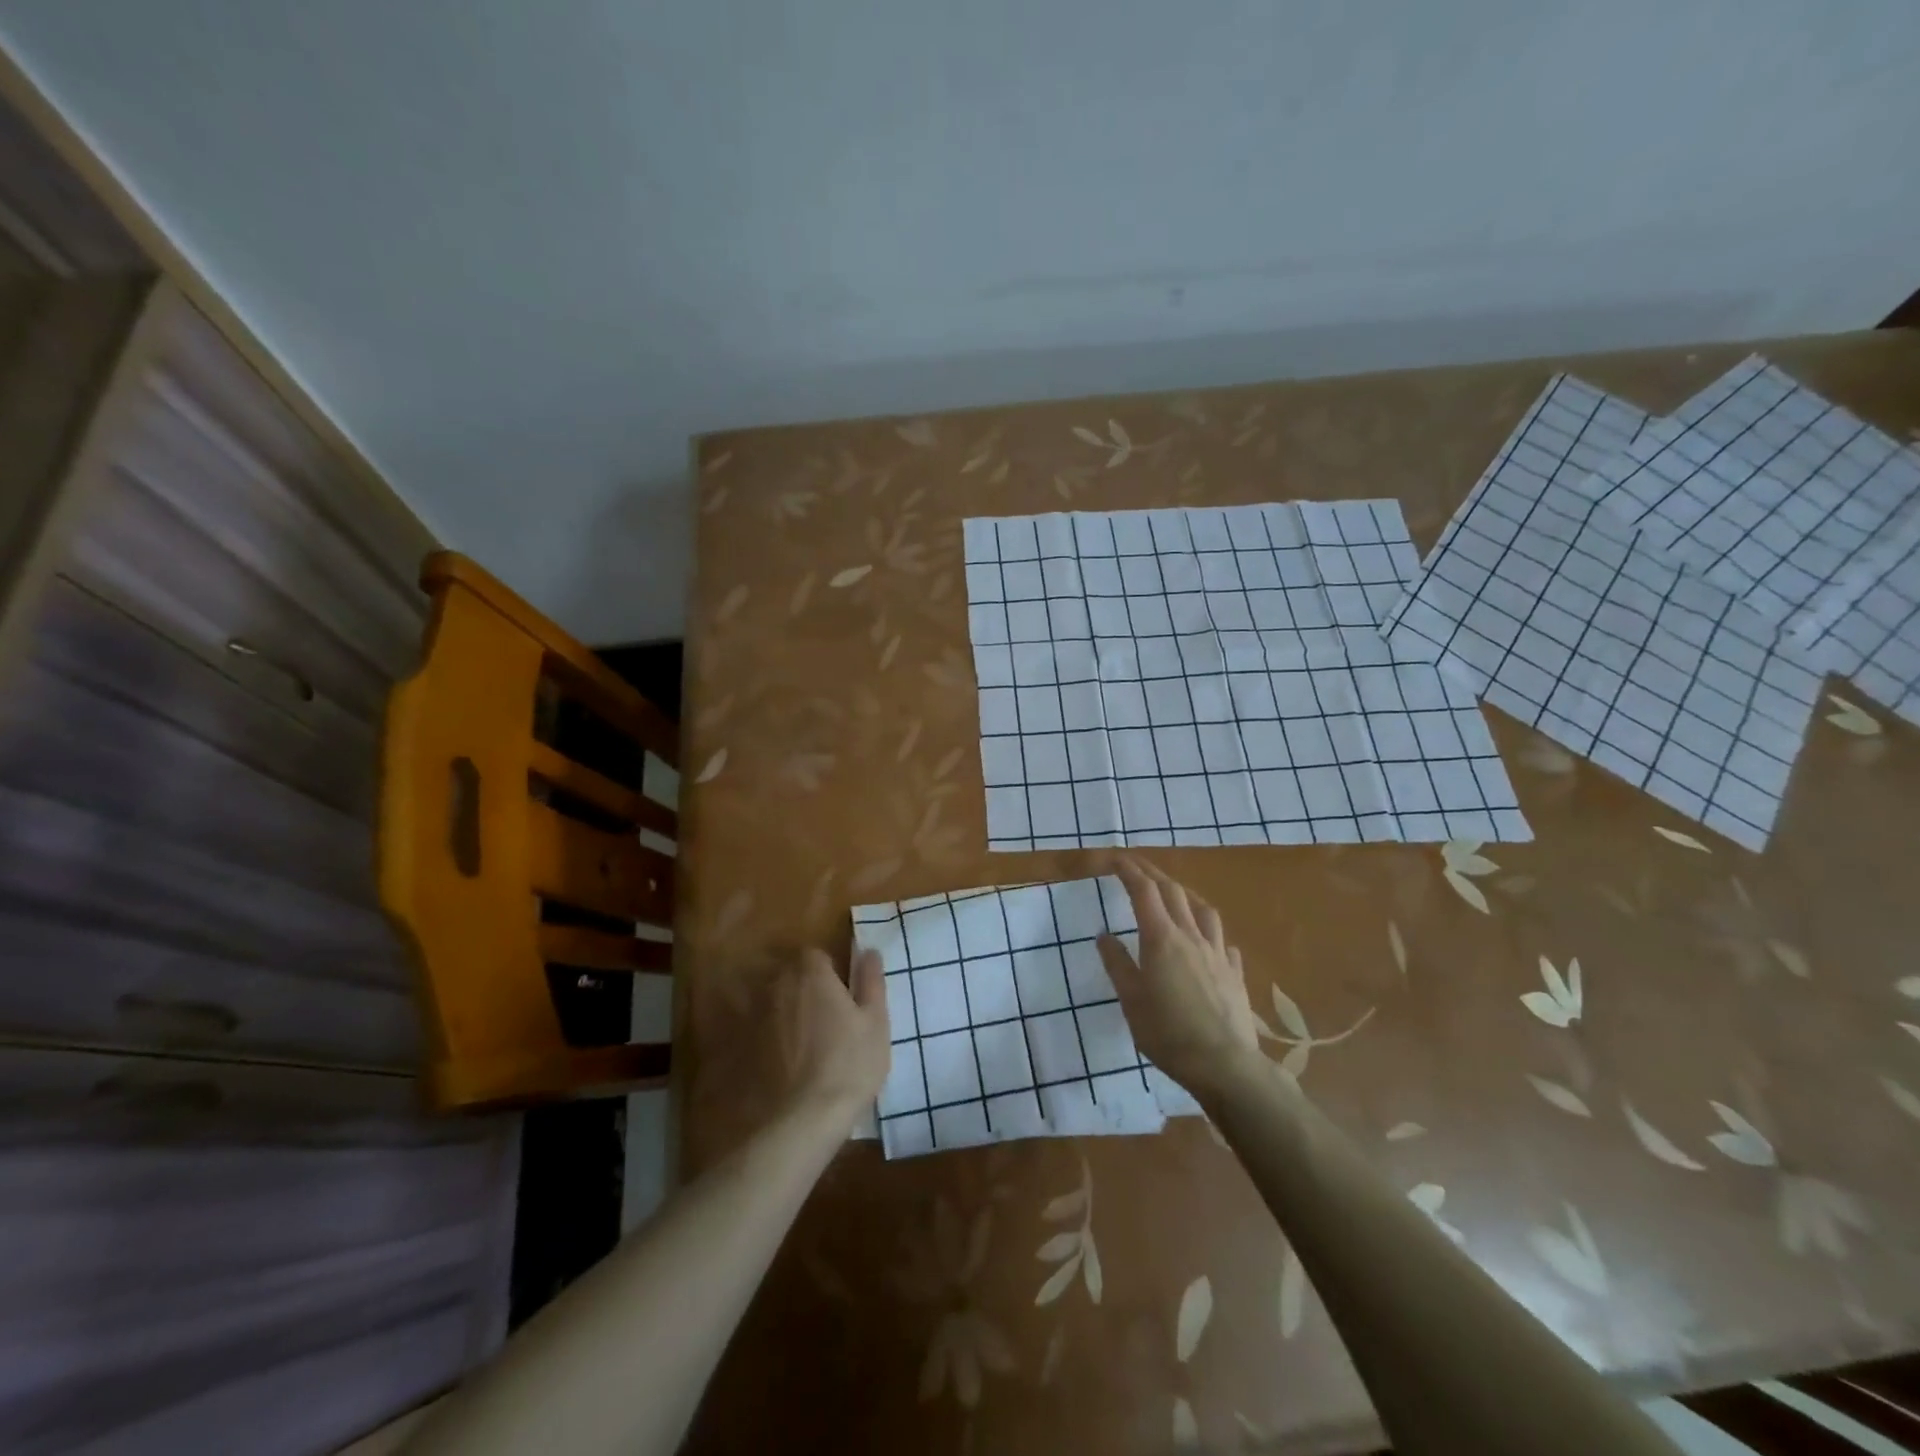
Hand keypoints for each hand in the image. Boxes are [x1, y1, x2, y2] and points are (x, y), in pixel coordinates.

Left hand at [773, 948, 890, 1123]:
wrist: (804, 1118)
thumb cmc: (850, 1063)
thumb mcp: (875, 1021)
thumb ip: (871, 981)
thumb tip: (869, 951)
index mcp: (811, 974)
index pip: (815, 955)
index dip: (831, 971)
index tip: (844, 994)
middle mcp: (778, 987)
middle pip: (791, 975)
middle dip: (808, 988)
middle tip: (831, 1017)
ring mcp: (757, 1017)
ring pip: (775, 1002)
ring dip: (789, 1011)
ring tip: (809, 1041)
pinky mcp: (745, 1047)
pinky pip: (761, 1030)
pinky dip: (772, 1037)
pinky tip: (788, 1061)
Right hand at [1098, 859, 1259, 1099]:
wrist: (1224, 1064)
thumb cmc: (1168, 1033)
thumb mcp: (1131, 1000)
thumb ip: (1117, 964)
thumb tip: (1104, 934)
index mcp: (1161, 938)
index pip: (1144, 891)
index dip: (1129, 871)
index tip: (1115, 859)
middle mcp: (1191, 936)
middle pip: (1173, 892)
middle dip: (1153, 873)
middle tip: (1137, 866)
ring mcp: (1217, 953)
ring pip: (1203, 910)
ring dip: (1184, 893)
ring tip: (1175, 893)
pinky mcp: (1234, 973)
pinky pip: (1222, 941)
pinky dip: (1210, 931)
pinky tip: (1207, 941)